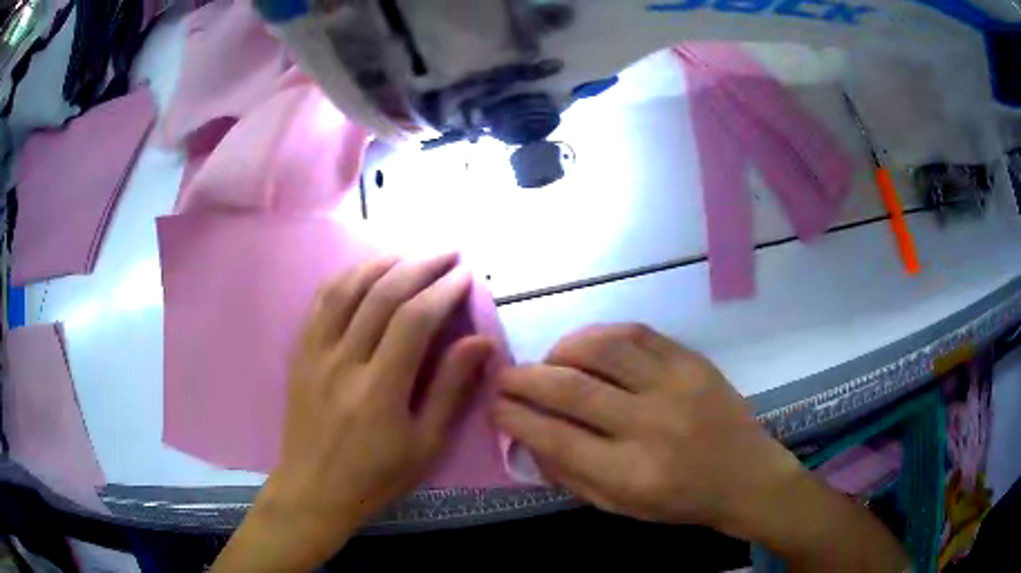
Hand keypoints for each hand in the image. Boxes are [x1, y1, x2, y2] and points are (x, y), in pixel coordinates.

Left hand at [213, 254, 493, 571]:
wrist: (313, 489)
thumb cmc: (376, 476)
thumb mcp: (425, 445)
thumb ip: (451, 389)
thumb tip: (480, 341)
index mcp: (379, 390)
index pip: (413, 320)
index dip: (443, 290)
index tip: (465, 275)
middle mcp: (343, 361)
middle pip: (381, 294)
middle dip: (419, 265)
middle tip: (447, 253)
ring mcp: (315, 353)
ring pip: (347, 289)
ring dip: (381, 263)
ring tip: (410, 253)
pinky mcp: (300, 353)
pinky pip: (321, 302)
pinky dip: (346, 278)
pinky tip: (364, 271)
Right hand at [494, 323, 797, 532]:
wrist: (746, 475)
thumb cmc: (680, 501)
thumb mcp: (621, 507)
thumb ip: (570, 475)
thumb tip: (527, 438)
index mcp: (632, 473)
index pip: (556, 438)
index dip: (515, 418)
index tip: (494, 406)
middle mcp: (651, 426)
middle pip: (572, 389)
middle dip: (524, 379)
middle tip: (504, 377)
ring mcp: (676, 386)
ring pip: (602, 350)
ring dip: (561, 350)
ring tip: (549, 361)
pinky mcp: (692, 361)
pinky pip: (637, 333)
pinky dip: (600, 335)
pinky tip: (587, 346)